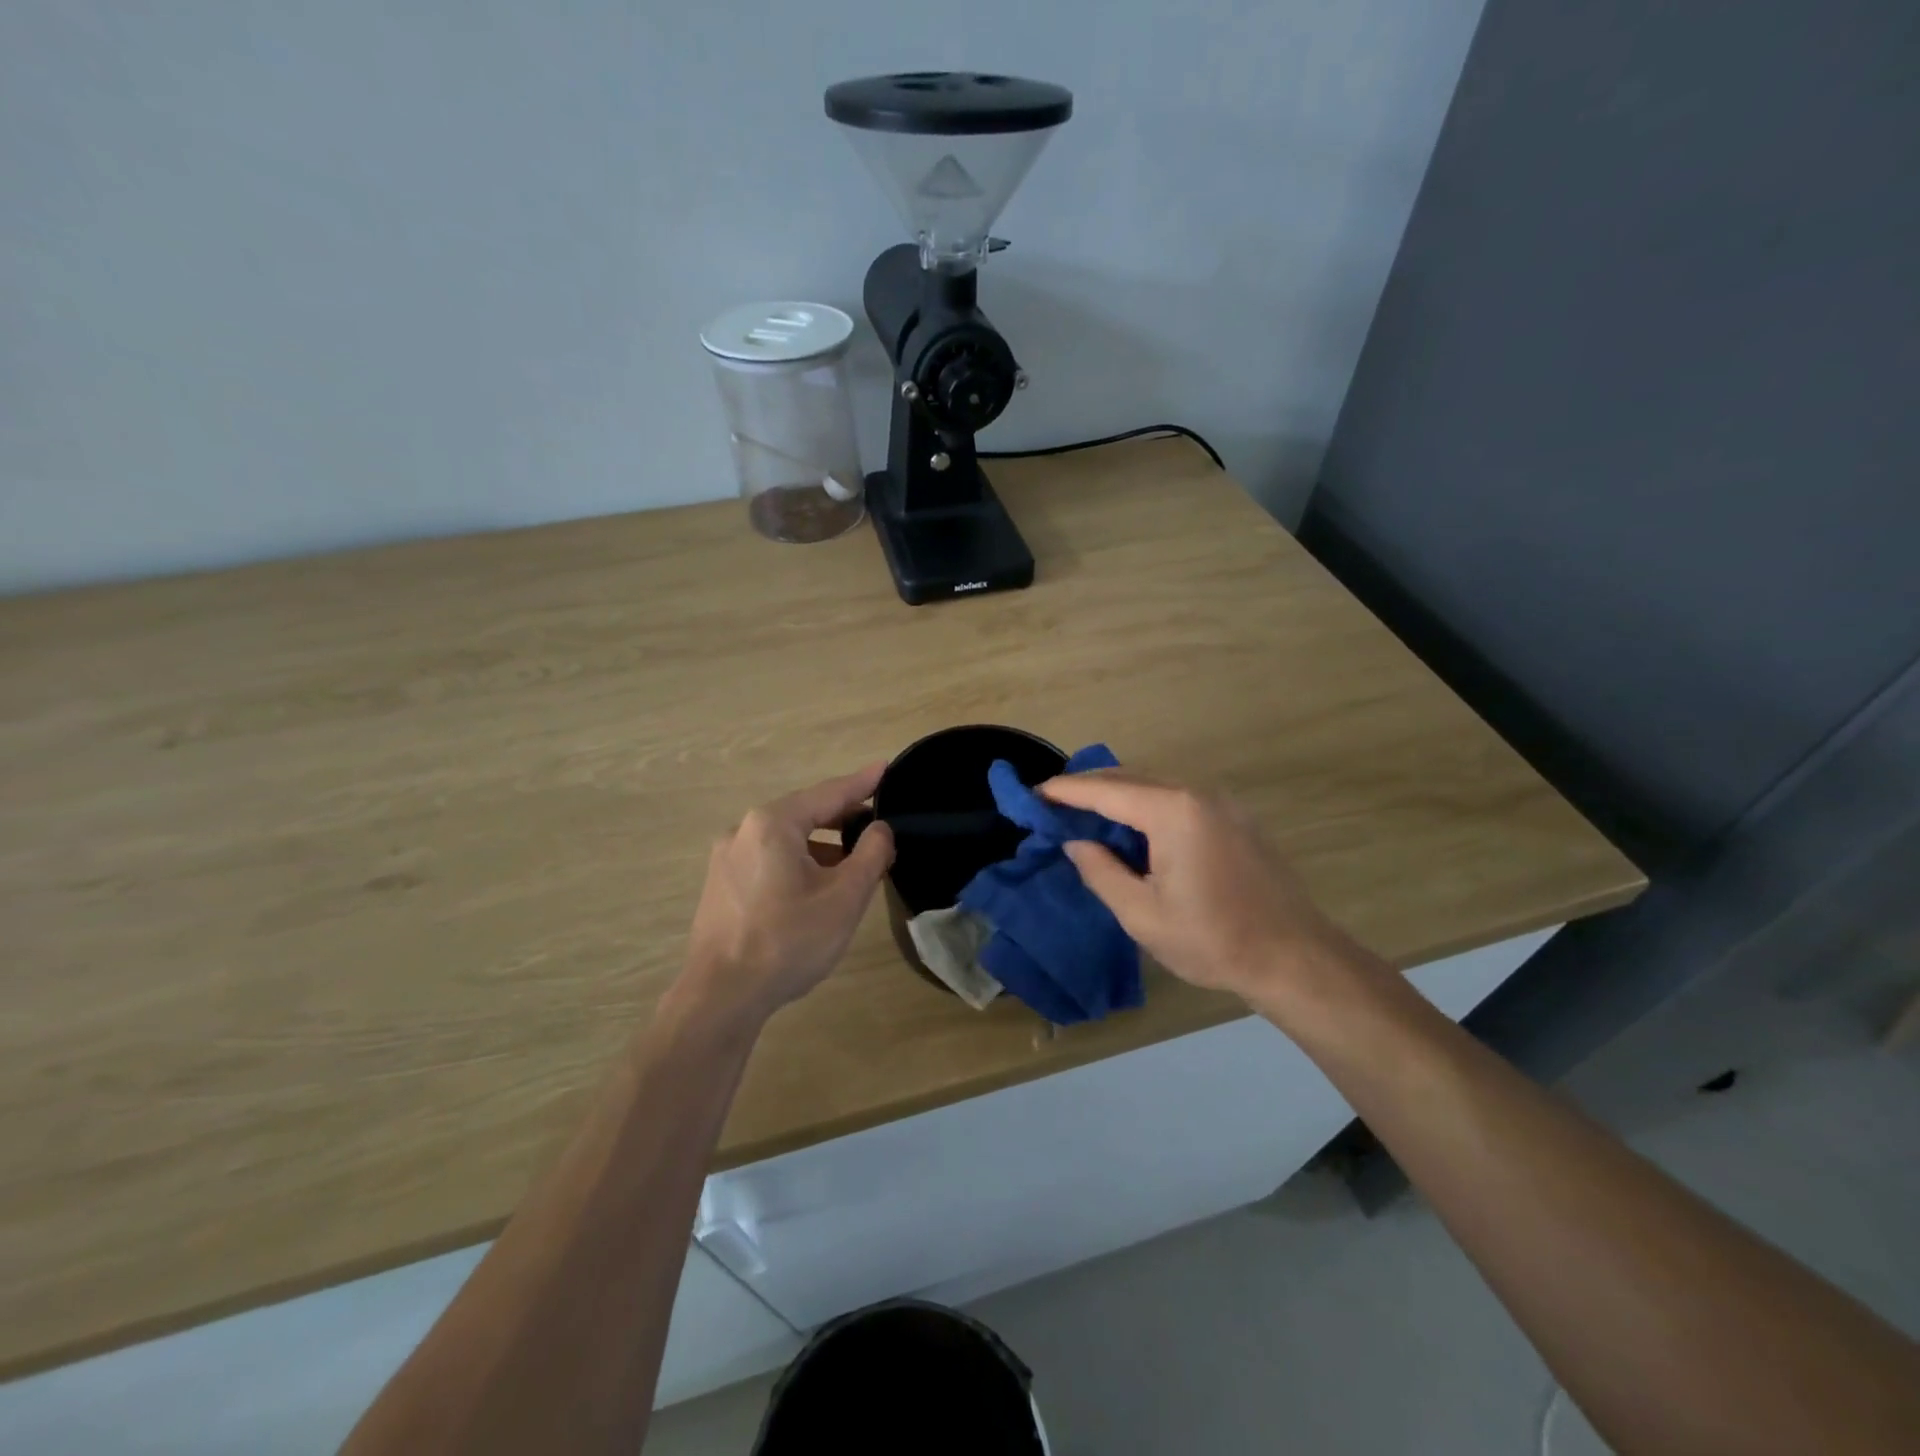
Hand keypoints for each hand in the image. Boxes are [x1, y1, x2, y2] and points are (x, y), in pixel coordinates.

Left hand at [677, 765, 894, 1024]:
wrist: (721, 996)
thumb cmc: (789, 940)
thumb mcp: (845, 897)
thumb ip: (871, 854)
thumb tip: (880, 829)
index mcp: (773, 823)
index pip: (828, 793)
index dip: (862, 783)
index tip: (886, 768)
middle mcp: (744, 830)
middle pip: (805, 814)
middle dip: (843, 818)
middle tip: (878, 823)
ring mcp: (726, 858)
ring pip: (786, 840)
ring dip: (822, 846)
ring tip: (855, 863)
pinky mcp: (721, 885)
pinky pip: (769, 860)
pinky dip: (799, 863)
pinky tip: (817, 887)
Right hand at [1040, 771, 1370, 1007]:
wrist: (1294, 956)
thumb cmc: (1213, 939)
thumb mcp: (1142, 914)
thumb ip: (1101, 871)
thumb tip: (1077, 842)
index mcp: (1172, 811)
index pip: (1105, 790)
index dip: (1065, 791)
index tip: (1033, 794)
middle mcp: (1196, 793)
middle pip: (1129, 777)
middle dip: (1088, 787)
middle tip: (1054, 805)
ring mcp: (1221, 801)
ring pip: (1154, 783)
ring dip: (1117, 793)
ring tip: (1085, 814)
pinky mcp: (1234, 816)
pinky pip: (1177, 796)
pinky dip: (1146, 802)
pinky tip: (1132, 826)